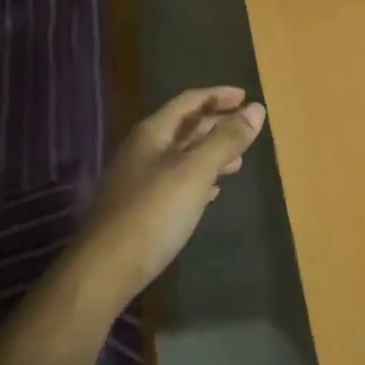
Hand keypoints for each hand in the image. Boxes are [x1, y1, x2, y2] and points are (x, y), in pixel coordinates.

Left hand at [77, 86, 266, 302]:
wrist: (107, 268)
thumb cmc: (154, 212)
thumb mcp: (195, 171)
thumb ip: (225, 140)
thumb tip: (257, 109)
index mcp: (153, 132)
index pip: (189, 101)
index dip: (218, 95)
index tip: (246, 97)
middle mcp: (144, 149)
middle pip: (185, 127)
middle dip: (217, 125)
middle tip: (248, 130)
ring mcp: (140, 179)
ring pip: (183, 156)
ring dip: (211, 154)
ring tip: (239, 162)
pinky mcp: (142, 207)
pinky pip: (177, 181)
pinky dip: (199, 179)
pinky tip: (213, 192)